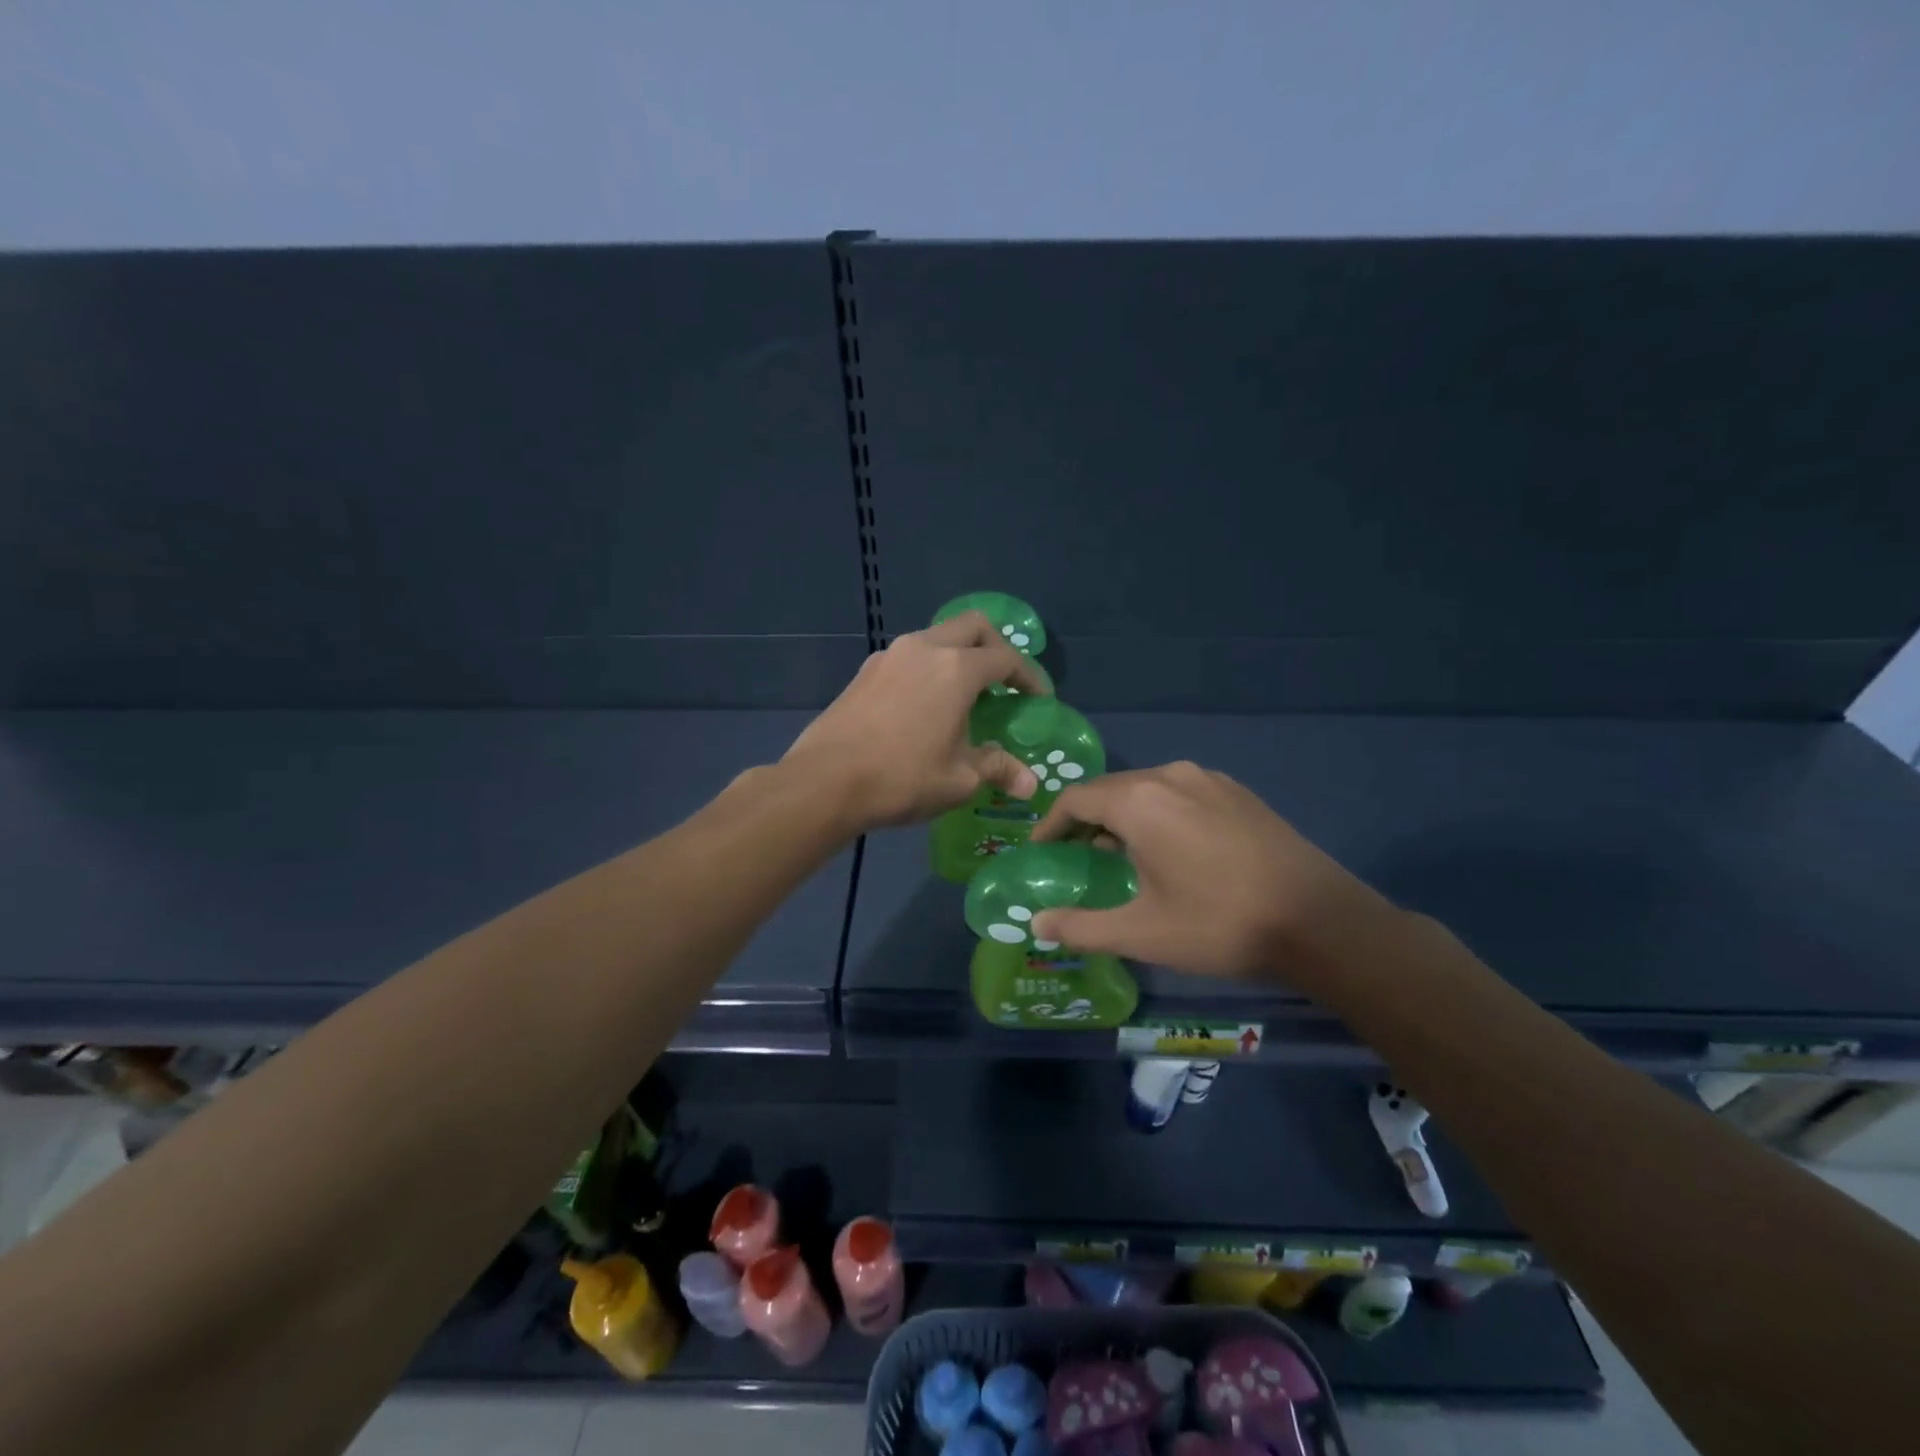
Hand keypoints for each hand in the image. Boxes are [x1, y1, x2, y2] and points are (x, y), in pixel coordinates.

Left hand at [782, 612, 1049, 830]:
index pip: (1005, 658)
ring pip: (936, 638)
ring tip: (964, 696)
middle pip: (971, 627)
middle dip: (995, 647)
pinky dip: (928, 670)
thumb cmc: (902, 778)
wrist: (824, 782)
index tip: (1039, 698)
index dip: (1029, 676)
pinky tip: (925, 706)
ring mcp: (889, 656)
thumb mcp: (959, 779)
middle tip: (1004, 681)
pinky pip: (909, 658)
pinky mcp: (865, 672)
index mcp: (956, 669)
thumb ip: (997, 768)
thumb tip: (1028, 782)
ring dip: (958, 657)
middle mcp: (924, 649)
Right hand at [1028, 762, 1393, 977]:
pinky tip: (1172, 848)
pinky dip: (1160, 813)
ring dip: (1124, 815)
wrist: (1320, 920)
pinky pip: (1181, 793)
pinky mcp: (1239, 792)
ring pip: (1148, 789)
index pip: (1076, 799)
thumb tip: (1037, 923)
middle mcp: (1170, 776)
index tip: (1041, 850)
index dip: (1051, 824)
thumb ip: (1081, 926)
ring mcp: (1210, 779)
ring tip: (1121, 853)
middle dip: (1086, 820)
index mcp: (1139, 801)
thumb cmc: (1219, 924)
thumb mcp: (1142, 933)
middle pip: (1111, 790)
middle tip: (1076, 855)